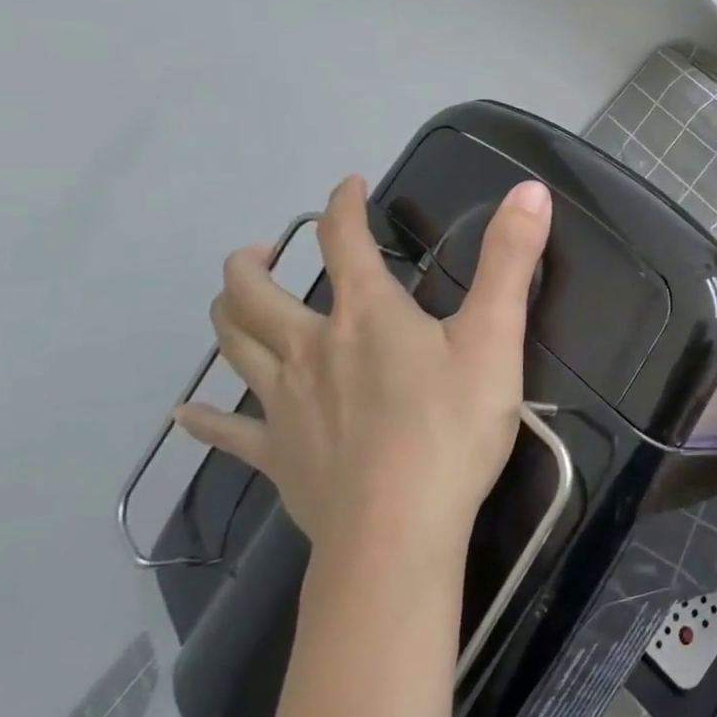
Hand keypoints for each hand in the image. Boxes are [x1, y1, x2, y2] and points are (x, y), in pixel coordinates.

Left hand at [174, 174, 551, 560]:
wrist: (399, 530)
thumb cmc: (454, 427)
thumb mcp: (496, 336)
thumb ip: (512, 260)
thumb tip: (530, 189)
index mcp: (367, 315)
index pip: (343, 241)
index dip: (343, 206)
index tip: (347, 186)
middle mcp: (313, 348)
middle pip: (258, 295)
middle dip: (254, 264)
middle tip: (256, 251)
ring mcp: (286, 404)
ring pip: (235, 348)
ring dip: (227, 315)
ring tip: (229, 299)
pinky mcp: (278, 456)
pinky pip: (229, 432)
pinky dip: (204, 419)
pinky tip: (186, 414)